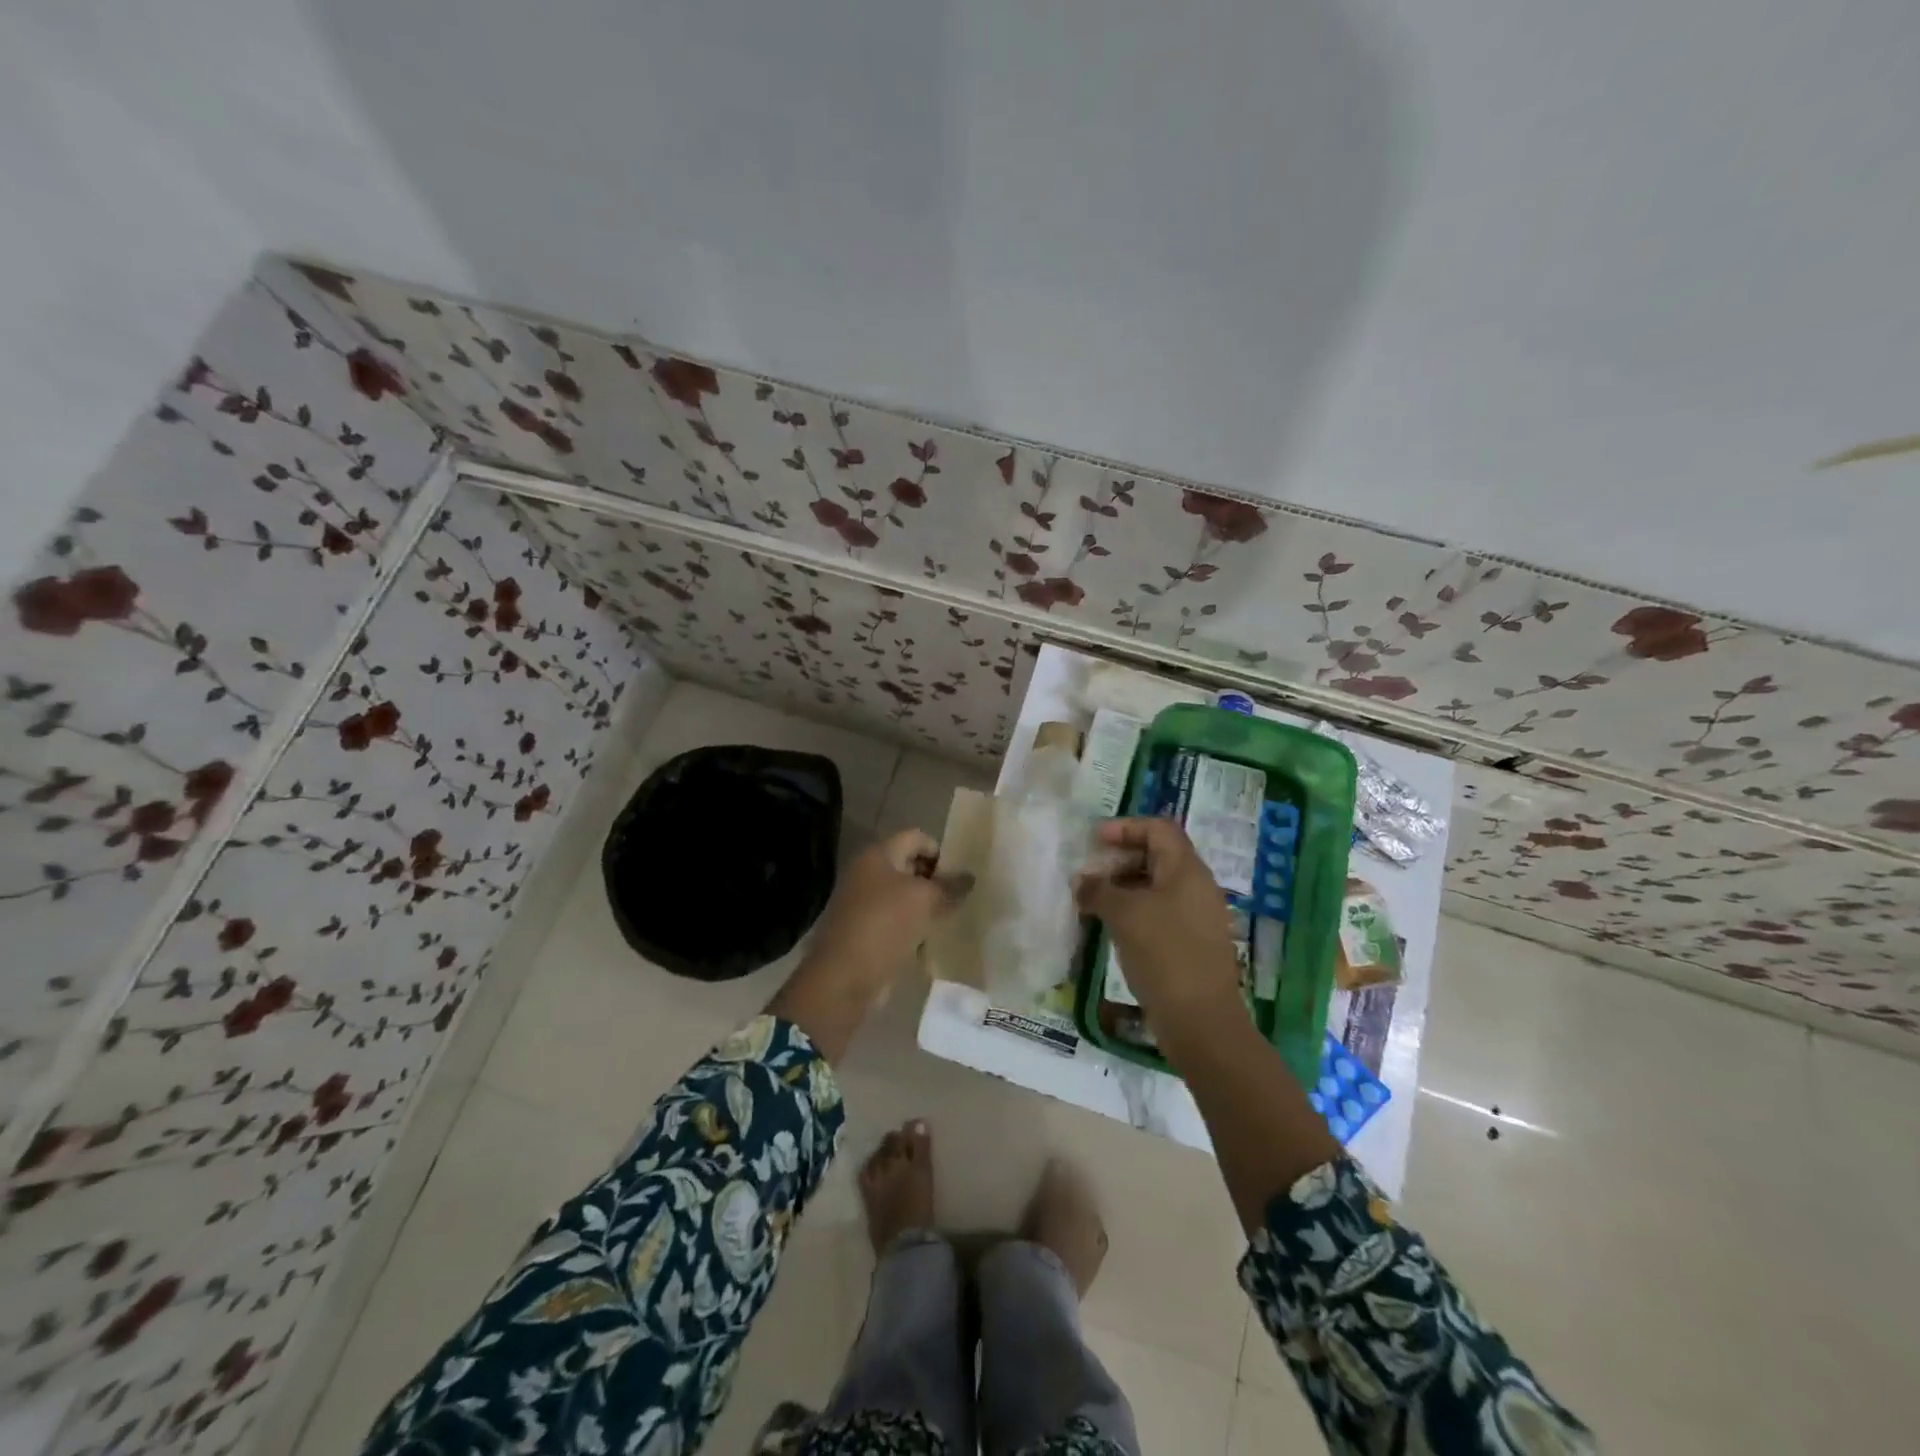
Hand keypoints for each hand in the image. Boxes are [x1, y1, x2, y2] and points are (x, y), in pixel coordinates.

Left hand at [803, 829, 962, 996]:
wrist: (845, 977)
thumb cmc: (885, 925)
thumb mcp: (925, 900)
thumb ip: (950, 887)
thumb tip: (970, 878)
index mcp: (879, 855)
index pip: (917, 837)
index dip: (941, 852)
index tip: (959, 876)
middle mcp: (870, 873)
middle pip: (911, 866)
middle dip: (936, 880)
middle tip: (960, 898)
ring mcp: (866, 903)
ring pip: (906, 896)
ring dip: (928, 906)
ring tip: (951, 919)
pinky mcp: (868, 930)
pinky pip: (899, 920)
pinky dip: (916, 927)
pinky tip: (933, 939)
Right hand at [1074, 818, 1246, 1044]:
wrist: (1200, 1020)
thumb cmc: (1163, 953)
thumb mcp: (1123, 914)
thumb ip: (1098, 890)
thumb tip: (1082, 881)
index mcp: (1187, 870)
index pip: (1158, 828)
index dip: (1126, 827)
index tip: (1095, 840)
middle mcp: (1198, 887)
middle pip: (1158, 856)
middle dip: (1121, 859)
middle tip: (1091, 873)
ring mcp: (1198, 917)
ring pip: (1158, 887)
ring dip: (1125, 888)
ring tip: (1093, 901)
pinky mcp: (1193, 943)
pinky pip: (1161, 913)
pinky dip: (1135, 912)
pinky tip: (1112, 928)